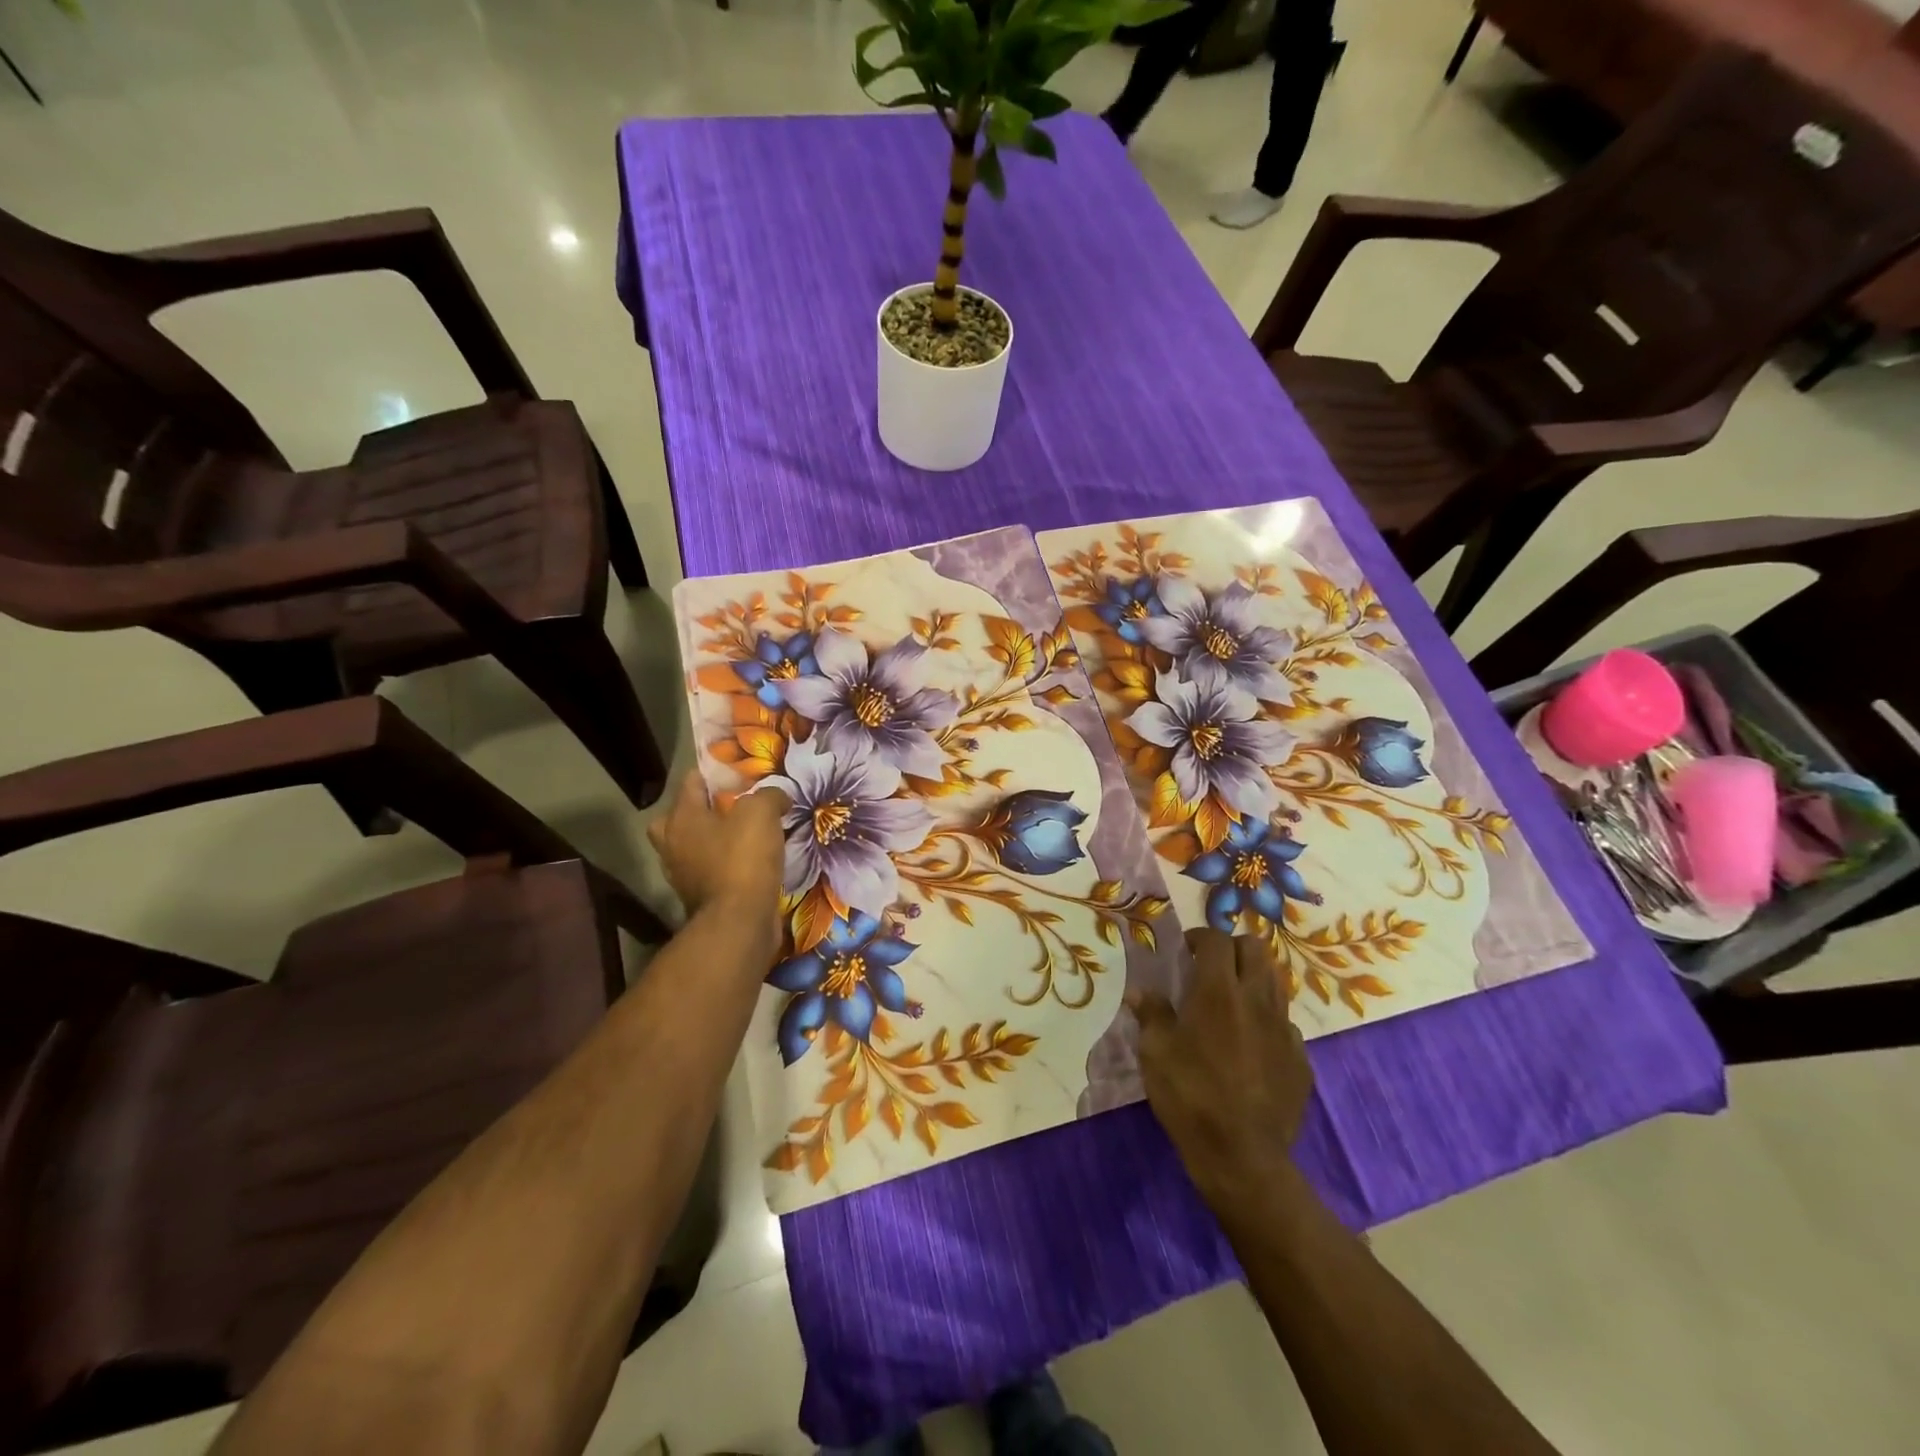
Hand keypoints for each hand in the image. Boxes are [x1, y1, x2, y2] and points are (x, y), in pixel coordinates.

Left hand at [648, 775, 789, 928]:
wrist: (740, 922)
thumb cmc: (742, 859)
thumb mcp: (761, 812)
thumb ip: (769, 795)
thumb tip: (777, 797)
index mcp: (681, 818)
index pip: (691, 781)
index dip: (716, 773)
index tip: (742, 773)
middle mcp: (674, 844)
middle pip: (681, 817)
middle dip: (704, 810)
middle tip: (734, 808)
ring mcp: (684, 875)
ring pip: (696, 847)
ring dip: (717, 840)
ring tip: (749, 835)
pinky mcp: (702, 898)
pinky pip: (713, 871)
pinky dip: (728, 865)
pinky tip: (754, 863)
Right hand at [1129, 928, 1312, 1205]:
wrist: (1242, 1156)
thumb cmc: (1190, 1096)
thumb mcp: (1155, 1053)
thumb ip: (1151, 1014)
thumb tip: (1140, 992)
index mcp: (1218, 991)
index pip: (1217, 940)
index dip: (1200, 937)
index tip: (1186, 951)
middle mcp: (1257, 1000)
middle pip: (1255, 948)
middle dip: (1233, 948)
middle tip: (1212, 966)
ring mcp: (1284, 1029)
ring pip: (1276, 981)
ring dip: (1253, 979)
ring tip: (1231, 1000)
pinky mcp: (1300, 1058)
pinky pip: (1285, 1023)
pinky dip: (1267, 1020)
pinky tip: (1250, 1044)